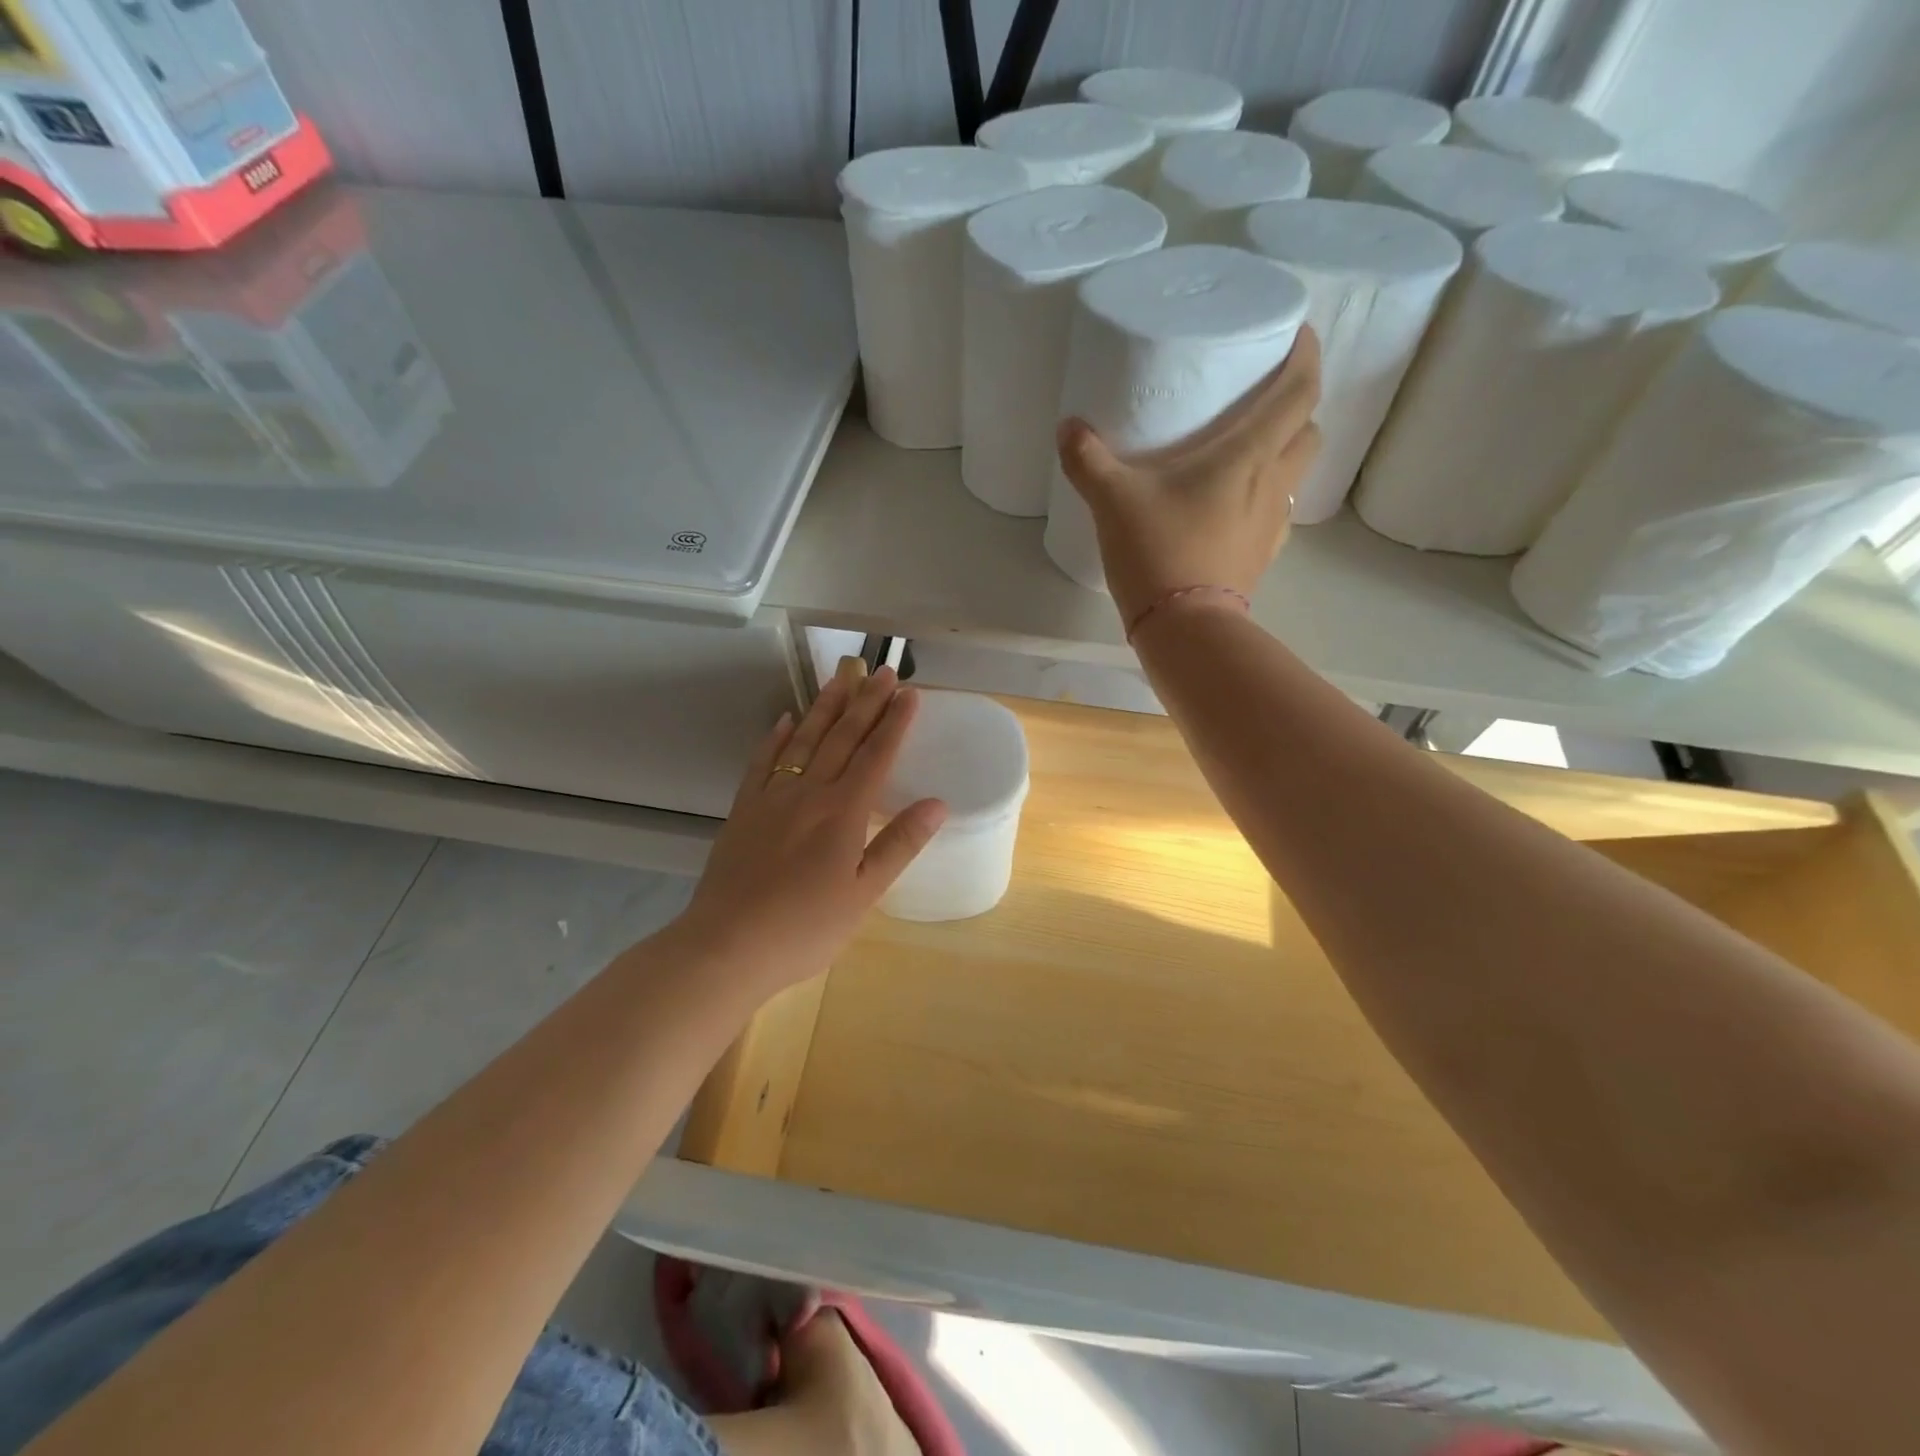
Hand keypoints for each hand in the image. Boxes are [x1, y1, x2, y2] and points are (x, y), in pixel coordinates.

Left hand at [674, 659, 946, 991]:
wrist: (727, 945)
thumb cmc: (805, 927)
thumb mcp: (864, 894)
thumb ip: (899, 844)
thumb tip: (938, 803)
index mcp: (843, 813)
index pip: (876, 756)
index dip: (895, 723)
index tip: (910, 694)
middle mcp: (809, 793)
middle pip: (842, 738)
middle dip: (866, 703)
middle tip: (884, 672)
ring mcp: (772, 797)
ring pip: (804, 740)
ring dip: (826, 707)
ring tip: (842, 678)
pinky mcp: (744, 809)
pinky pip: (763, 761)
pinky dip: (777, 737)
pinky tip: (786, 720)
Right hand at [1056, 326, 1322, 627]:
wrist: (1184, 626)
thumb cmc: (1158, 551)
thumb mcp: (1113, 500)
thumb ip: (1088, 459)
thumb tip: (1068, 427)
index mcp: (1248, 453)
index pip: (1300, 390)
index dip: (1307, 355)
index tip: (1298, 334)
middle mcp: (1272, 481)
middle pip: (1309, 429)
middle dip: (1297, 407)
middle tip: (1264, 398)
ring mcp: (1272, 522)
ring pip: (1297, 471)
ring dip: (1285, 452)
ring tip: (1249, 450)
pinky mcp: (1262, 555)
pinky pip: (1277, 511)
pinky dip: (1267, 496)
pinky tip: (1237, 505)